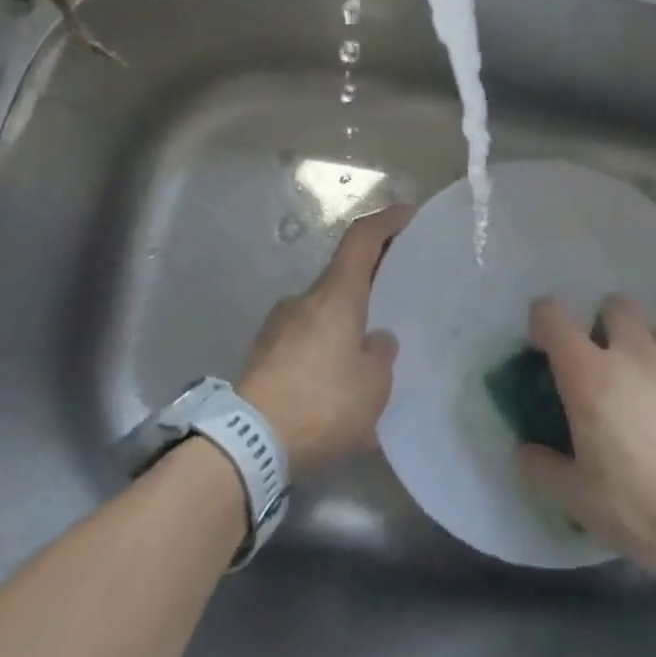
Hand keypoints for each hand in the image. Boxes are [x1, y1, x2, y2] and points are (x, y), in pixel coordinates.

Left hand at [238, 204, 414, 474]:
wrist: (248, 442)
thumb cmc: (322, 403)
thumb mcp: (373, 385)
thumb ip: (381, 354)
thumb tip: (376, 339)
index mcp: (335, 295)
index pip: (361, 239)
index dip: (386, 221)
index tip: (408, 214)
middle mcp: (304, 299)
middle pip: (342, 275)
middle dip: (370, 282)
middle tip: (397, 298)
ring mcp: (278, 326)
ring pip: (322, 310)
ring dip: (345, 322)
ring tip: (366, 355)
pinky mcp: (263, 354)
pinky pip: (305, 339)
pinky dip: (324, 348)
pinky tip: (336, 383)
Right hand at [516, 295, 655, 584]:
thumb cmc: (638, 508)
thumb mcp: (575, 498)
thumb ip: (541, 468)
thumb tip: (527, 452)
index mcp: (588, 374)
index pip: (552, 315)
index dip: (542, 323)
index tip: (544, 350)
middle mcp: (631, 354)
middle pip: (614, 306)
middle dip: (603, 324)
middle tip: (600, 366)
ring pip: (652, 332)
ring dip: (640, 350)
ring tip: (643, 396)